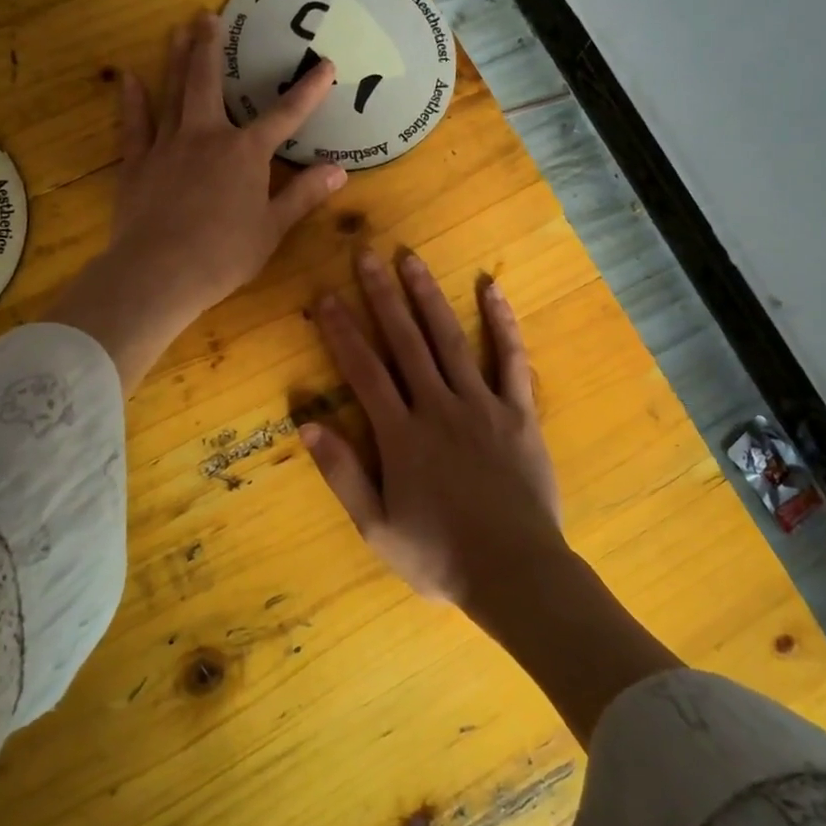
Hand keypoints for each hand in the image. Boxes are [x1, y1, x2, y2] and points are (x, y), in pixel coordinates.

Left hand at [46, 11, 344, 390]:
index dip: (308, 91)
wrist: (159, 272)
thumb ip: (304, 195)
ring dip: (175, 60)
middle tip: (207, 15)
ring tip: (176, 30)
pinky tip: (127, 77)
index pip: (284, 116)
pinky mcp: (136, 164)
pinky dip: (131, 100)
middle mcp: (206, 137)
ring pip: (172, 93)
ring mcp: (167, 146)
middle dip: (211, 48)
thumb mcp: (273, 229)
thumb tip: (339, 170)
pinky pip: (133, 125)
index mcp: (245, 154)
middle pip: (209, 83)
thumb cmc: (224, 255)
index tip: (326, 65)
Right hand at [303, 249, 566, 605]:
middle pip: (404, 341)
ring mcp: (482, 405)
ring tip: (411, 259)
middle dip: (381, 296)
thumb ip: (342, 473)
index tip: (326, 296)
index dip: (341, 331)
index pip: (363, 371)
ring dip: (428, 297)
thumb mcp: (376, 527)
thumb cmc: (439, 555)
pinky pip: (512, 359)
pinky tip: (491, 288)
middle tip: (365, 253)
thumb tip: (306, 423)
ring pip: (450, 339)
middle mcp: (438, 407)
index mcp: (400, 435)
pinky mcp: (518, 412)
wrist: (516, 572)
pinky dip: (502, 322)